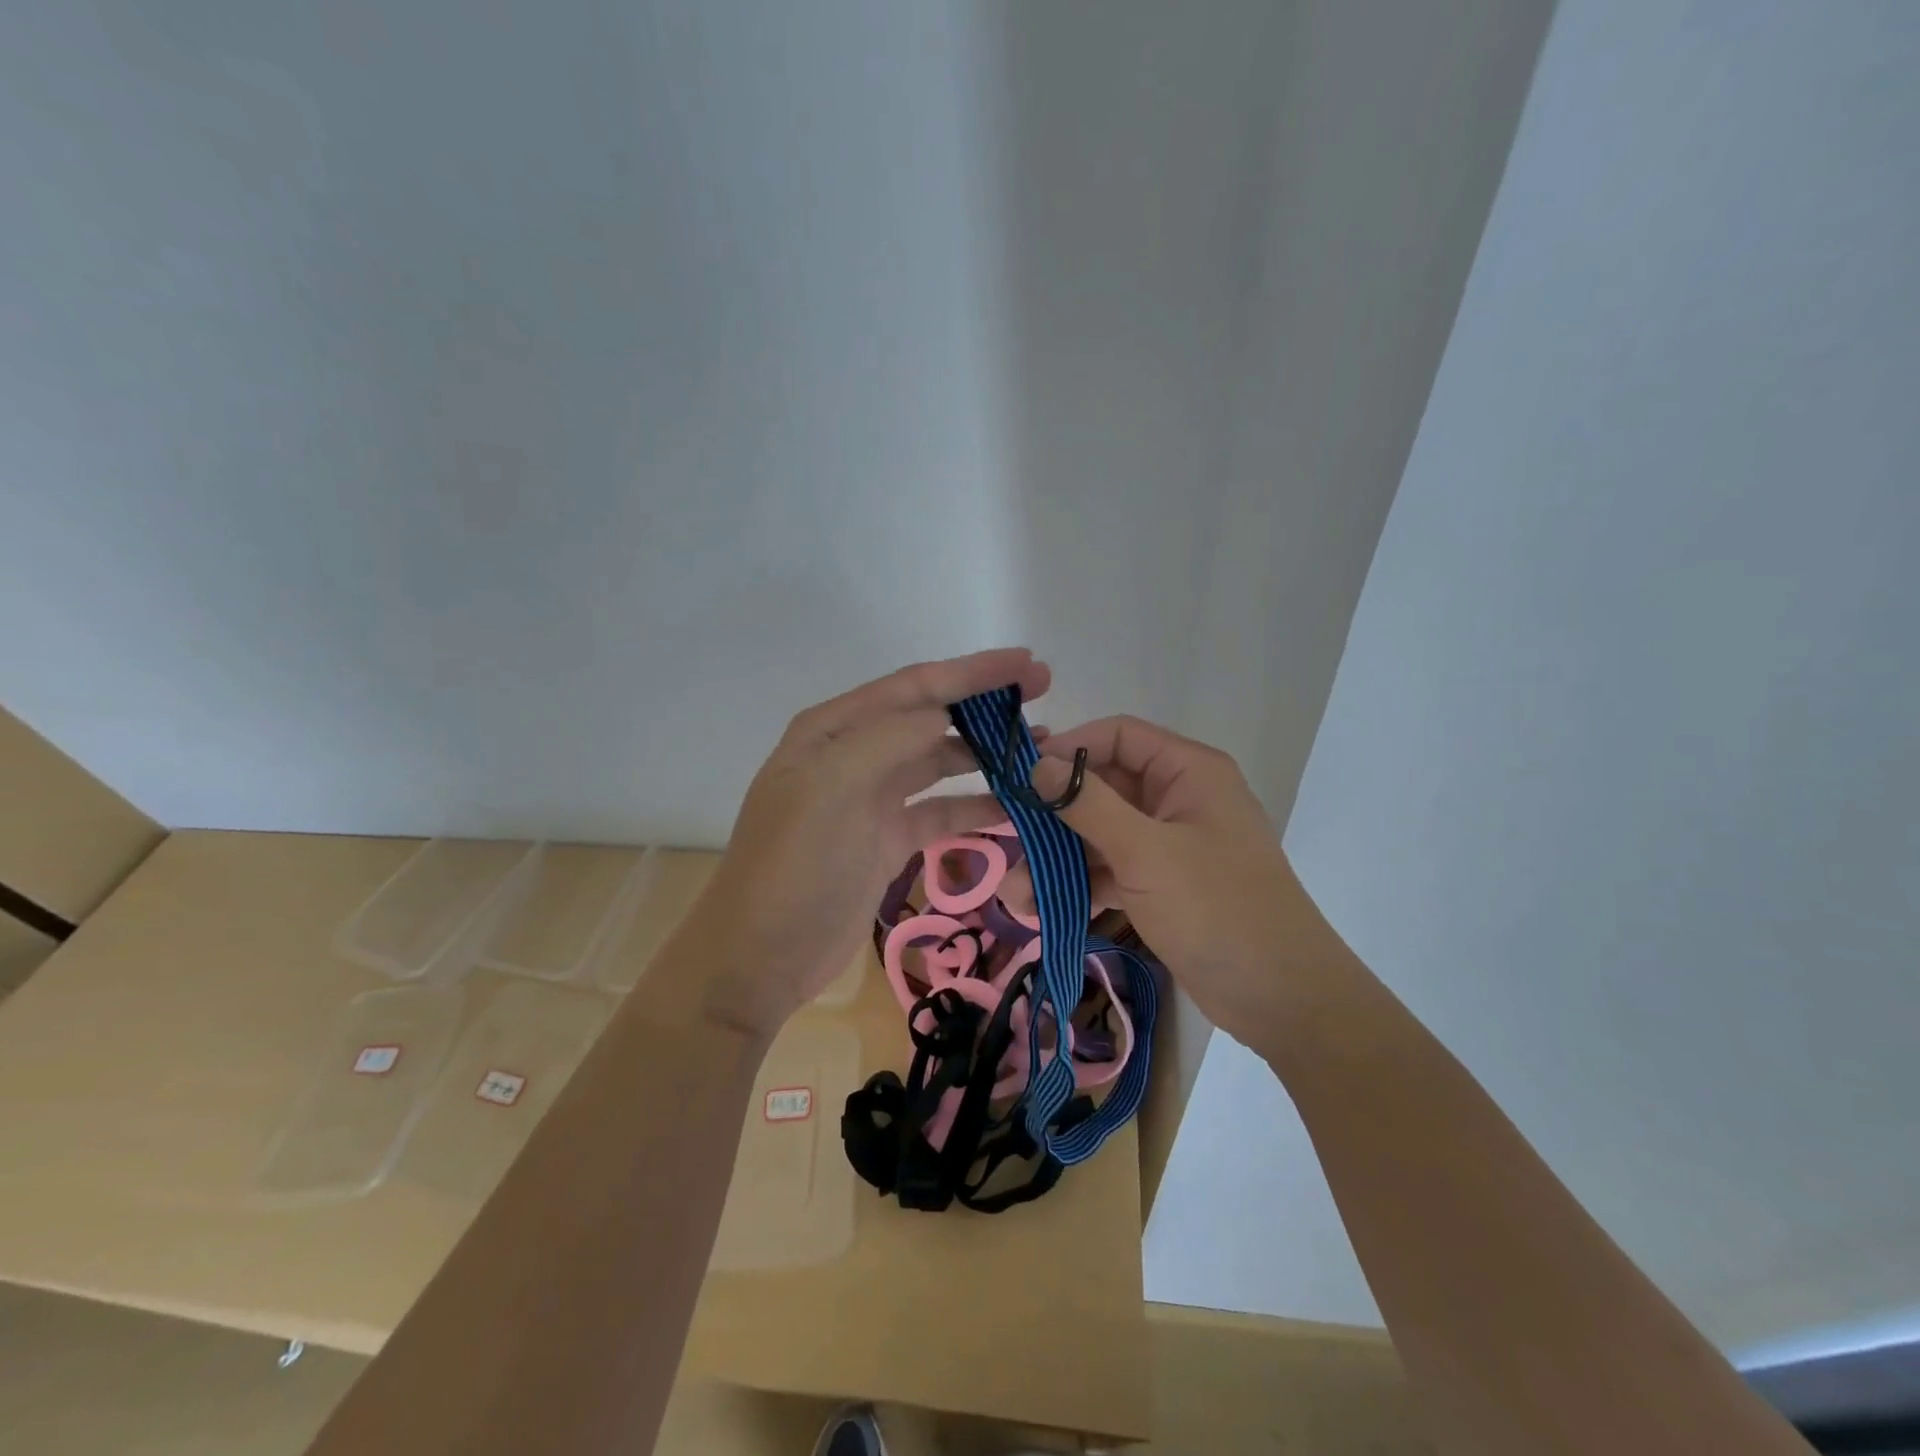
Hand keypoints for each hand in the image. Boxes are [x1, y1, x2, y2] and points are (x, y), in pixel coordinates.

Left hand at [675, 649, 1049, 1039]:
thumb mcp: (833, 787)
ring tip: (1039, 748)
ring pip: (939, 762)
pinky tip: (1015, 806)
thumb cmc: (793, 864)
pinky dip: (976, 808)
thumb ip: (890, 738)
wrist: (762, 956)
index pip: (914, 686)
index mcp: (833, 730)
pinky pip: (941, 812)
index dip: (972, 671)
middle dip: (985, 703)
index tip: (1028, 663)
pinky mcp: (887, 840)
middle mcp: (853, 755)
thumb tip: (944, 712)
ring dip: (986, 753)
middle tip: (1043, 694)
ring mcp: (871, 799)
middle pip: (930, 716)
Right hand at [1026, 715, 1336, 1050]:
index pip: (1117, 736)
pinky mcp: (1163, 884)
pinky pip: (1112, 869)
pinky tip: (1045, 910)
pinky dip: (1082, 885)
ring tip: (1017, 895)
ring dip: (1060, 859)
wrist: (1281, 998)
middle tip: (1006, 838)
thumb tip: (1038, 764)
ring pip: (1101, 834)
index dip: (1068, 748)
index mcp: (1187, 772)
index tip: (1020, 776)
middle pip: (1103, 787)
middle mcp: (1178, 798)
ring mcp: (1170, 844)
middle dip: (1054, 817)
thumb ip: (1088, 803)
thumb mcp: (1145, 852)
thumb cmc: (1216, 908)